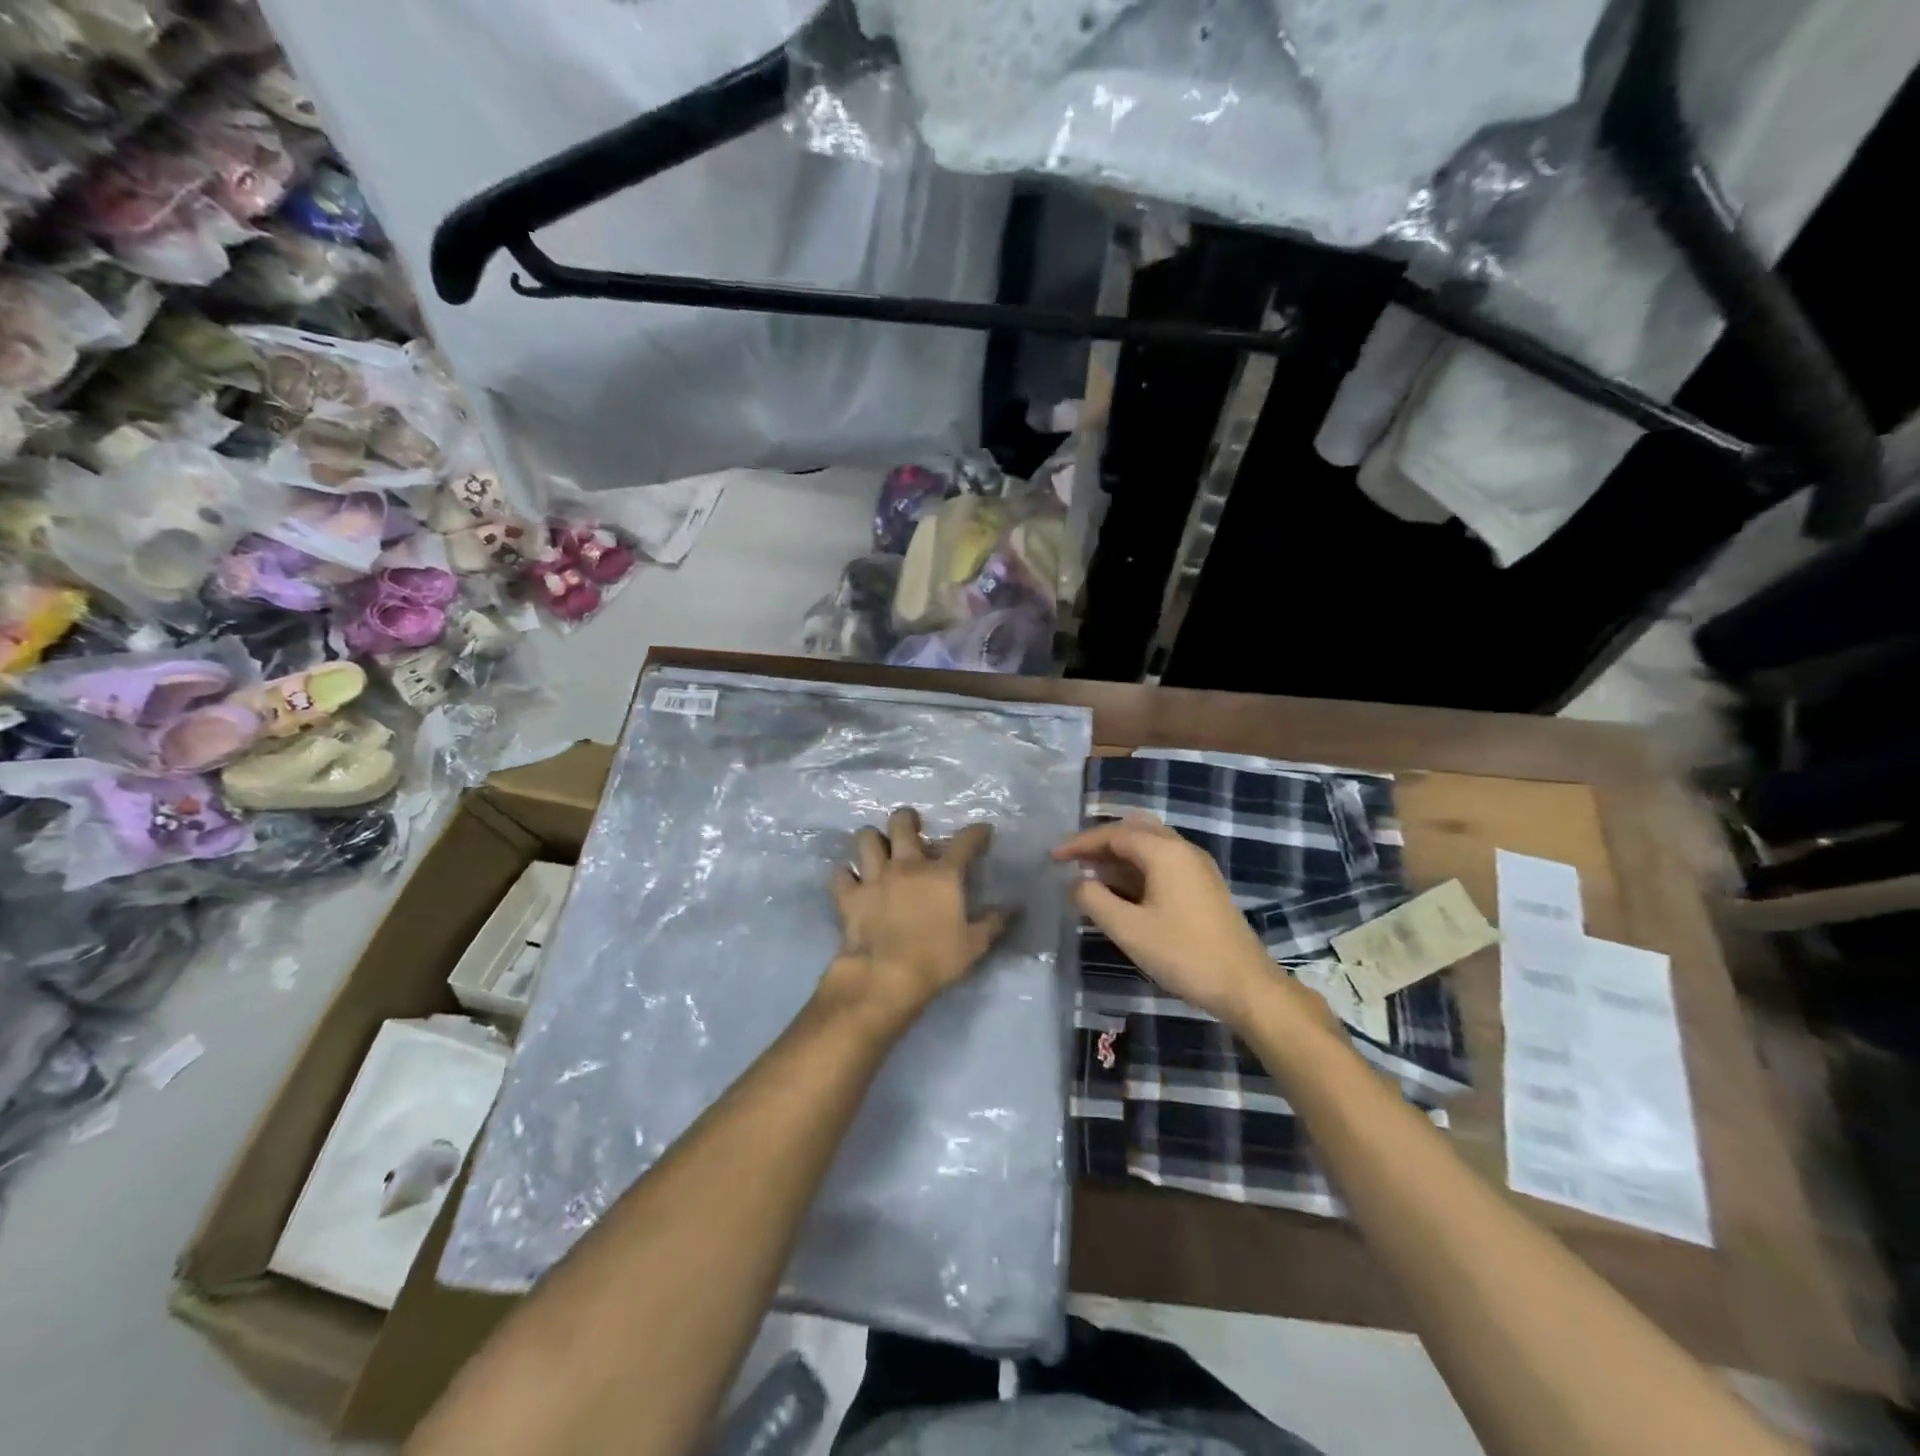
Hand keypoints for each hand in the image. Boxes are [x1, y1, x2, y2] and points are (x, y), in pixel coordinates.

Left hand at [823, 807, 1012, 1024]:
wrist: (885, 977)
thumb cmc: (936, 959)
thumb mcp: (974, 944)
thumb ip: (995, 922)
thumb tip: (1015, 906)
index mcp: (942, 874)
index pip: (965, 841)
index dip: (976, 832)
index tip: (983, 831)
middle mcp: (907, 865)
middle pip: (902, 823)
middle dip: (907, 819)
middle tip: (912, 827)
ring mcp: (874, 877)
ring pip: (866, 839)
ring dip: (873, 840)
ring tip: (878, 848)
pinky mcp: (849, 895)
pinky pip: (841, 874)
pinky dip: (846, 875)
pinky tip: (852, 880)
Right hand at [1053, 815, 1276, 1026]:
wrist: (1245, 984)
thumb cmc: (1183, 953)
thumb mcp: (1128, 929)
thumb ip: (1094, 900)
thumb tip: (1075, 882)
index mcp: (1164, 852)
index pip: (1113, 834)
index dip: (1080, 843)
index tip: (1053, 858)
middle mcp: (1182, 848)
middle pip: (1133, 829)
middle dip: (1100, 842)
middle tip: (1072, 860)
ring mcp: (1196, 866)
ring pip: (1149, 844)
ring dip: (1118, 854)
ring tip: (1090, 874)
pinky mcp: (1203, 885)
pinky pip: (1162, 861)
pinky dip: (1136, 866)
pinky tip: (1121, 890)